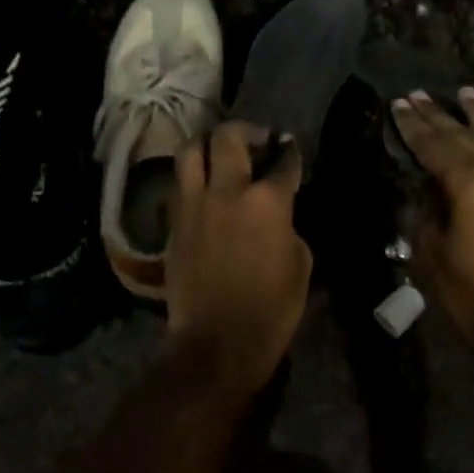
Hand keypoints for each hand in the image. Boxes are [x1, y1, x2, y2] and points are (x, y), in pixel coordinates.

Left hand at [166, 121, 313, 392]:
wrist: (217, 342)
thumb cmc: (271, 309)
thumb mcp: (300, 265)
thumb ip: (288, 227)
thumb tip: (277, 217)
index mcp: (267, 201)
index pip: (283, 162)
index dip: (289, 152)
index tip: (289, 150)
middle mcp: (227, 191)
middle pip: (228, 137)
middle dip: (246, 131)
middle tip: (255, 141)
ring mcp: (194, 205)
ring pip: (191, 151)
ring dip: (207, 145)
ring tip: (219, 154)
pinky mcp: (173, 223)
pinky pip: (179, 185)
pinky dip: (191, 178)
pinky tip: (202, 188)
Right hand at [392, 88, 473, 347]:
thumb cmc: (471, 296)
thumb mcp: (432, 252)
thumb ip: (428, 210)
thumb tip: (431, 188)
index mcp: (470, 184)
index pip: (434, 146)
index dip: (413, 126)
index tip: (399, 104)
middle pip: (464, 136)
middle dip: (439, 115)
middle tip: (418, 94)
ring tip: (464, 93)